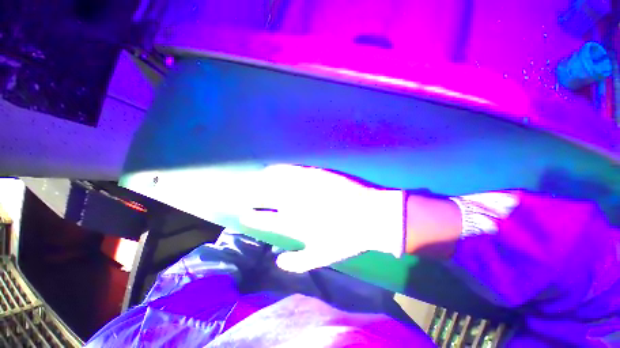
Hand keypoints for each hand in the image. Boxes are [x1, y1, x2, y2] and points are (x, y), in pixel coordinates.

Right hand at [241, 165, 404, 272]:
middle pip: (264, 196)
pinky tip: (275, 168)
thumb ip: (298, 262)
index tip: (245, 213)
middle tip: (246, 193)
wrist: (370, 215)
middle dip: (251, 195)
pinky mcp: (314, 174)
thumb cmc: (347, 238)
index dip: (252, 216)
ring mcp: (303, 186)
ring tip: (257, 178)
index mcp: (293, 222)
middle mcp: (293, 202)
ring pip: (274, 180)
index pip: (263, 218)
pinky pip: (291, 169)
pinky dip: (280, 169)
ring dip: (262, 179)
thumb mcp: (323, 256)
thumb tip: (278, 261)